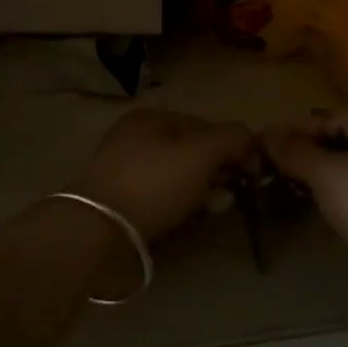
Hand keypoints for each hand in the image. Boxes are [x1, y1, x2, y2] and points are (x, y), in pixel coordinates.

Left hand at [72, 108, 253, 241]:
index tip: (247, 174)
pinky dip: (176, 204)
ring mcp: (122, 168)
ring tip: (211, 210)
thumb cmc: (153, 183)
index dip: (231, 146)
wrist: (97, 229)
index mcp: (151, 117)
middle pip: (190, 150)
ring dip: (199, 190)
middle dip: (215, 171)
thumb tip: (250, 139)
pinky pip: (158, 196)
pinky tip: (184, 219)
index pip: (205, 124)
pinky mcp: (117, 199)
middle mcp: (134, 136)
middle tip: (228, 195)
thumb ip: (231, 138)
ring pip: (175, 175)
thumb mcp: (200, 154)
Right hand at [262, 109, 347, 292]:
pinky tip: (345, 219)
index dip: (295, 136)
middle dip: (313, 158)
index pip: (324, 116)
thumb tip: (267, 131)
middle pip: (342, 137)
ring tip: (312, 204)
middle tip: (288, 185)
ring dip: (332, 180)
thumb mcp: (328, 176)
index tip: (271, 163)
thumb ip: (295, 152)